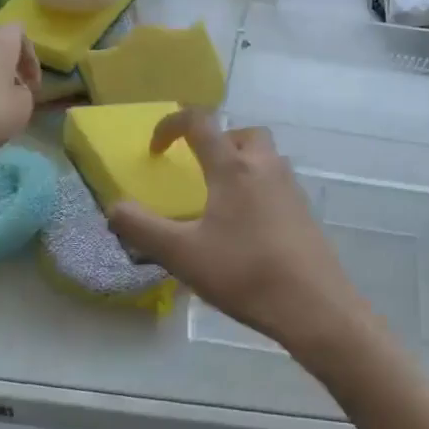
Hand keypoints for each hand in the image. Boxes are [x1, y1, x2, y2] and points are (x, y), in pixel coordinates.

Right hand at [110, 110, 375, 361]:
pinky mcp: (305, 211)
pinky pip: (277, 182)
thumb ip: (142, 229)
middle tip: (199, 169)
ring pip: (264, 156)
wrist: (314, 305)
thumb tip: (114, 208)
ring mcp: (291, 187)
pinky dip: (257, 188)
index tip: (156, 149)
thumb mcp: (183, 255)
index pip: (200, 122)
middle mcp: (265, 166)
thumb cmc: (245, 273)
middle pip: (241, 133)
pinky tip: (247, 227)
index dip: (171, 125)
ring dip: (239, 163)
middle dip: (216, 142)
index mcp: (233, 167)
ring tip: (220, 200)